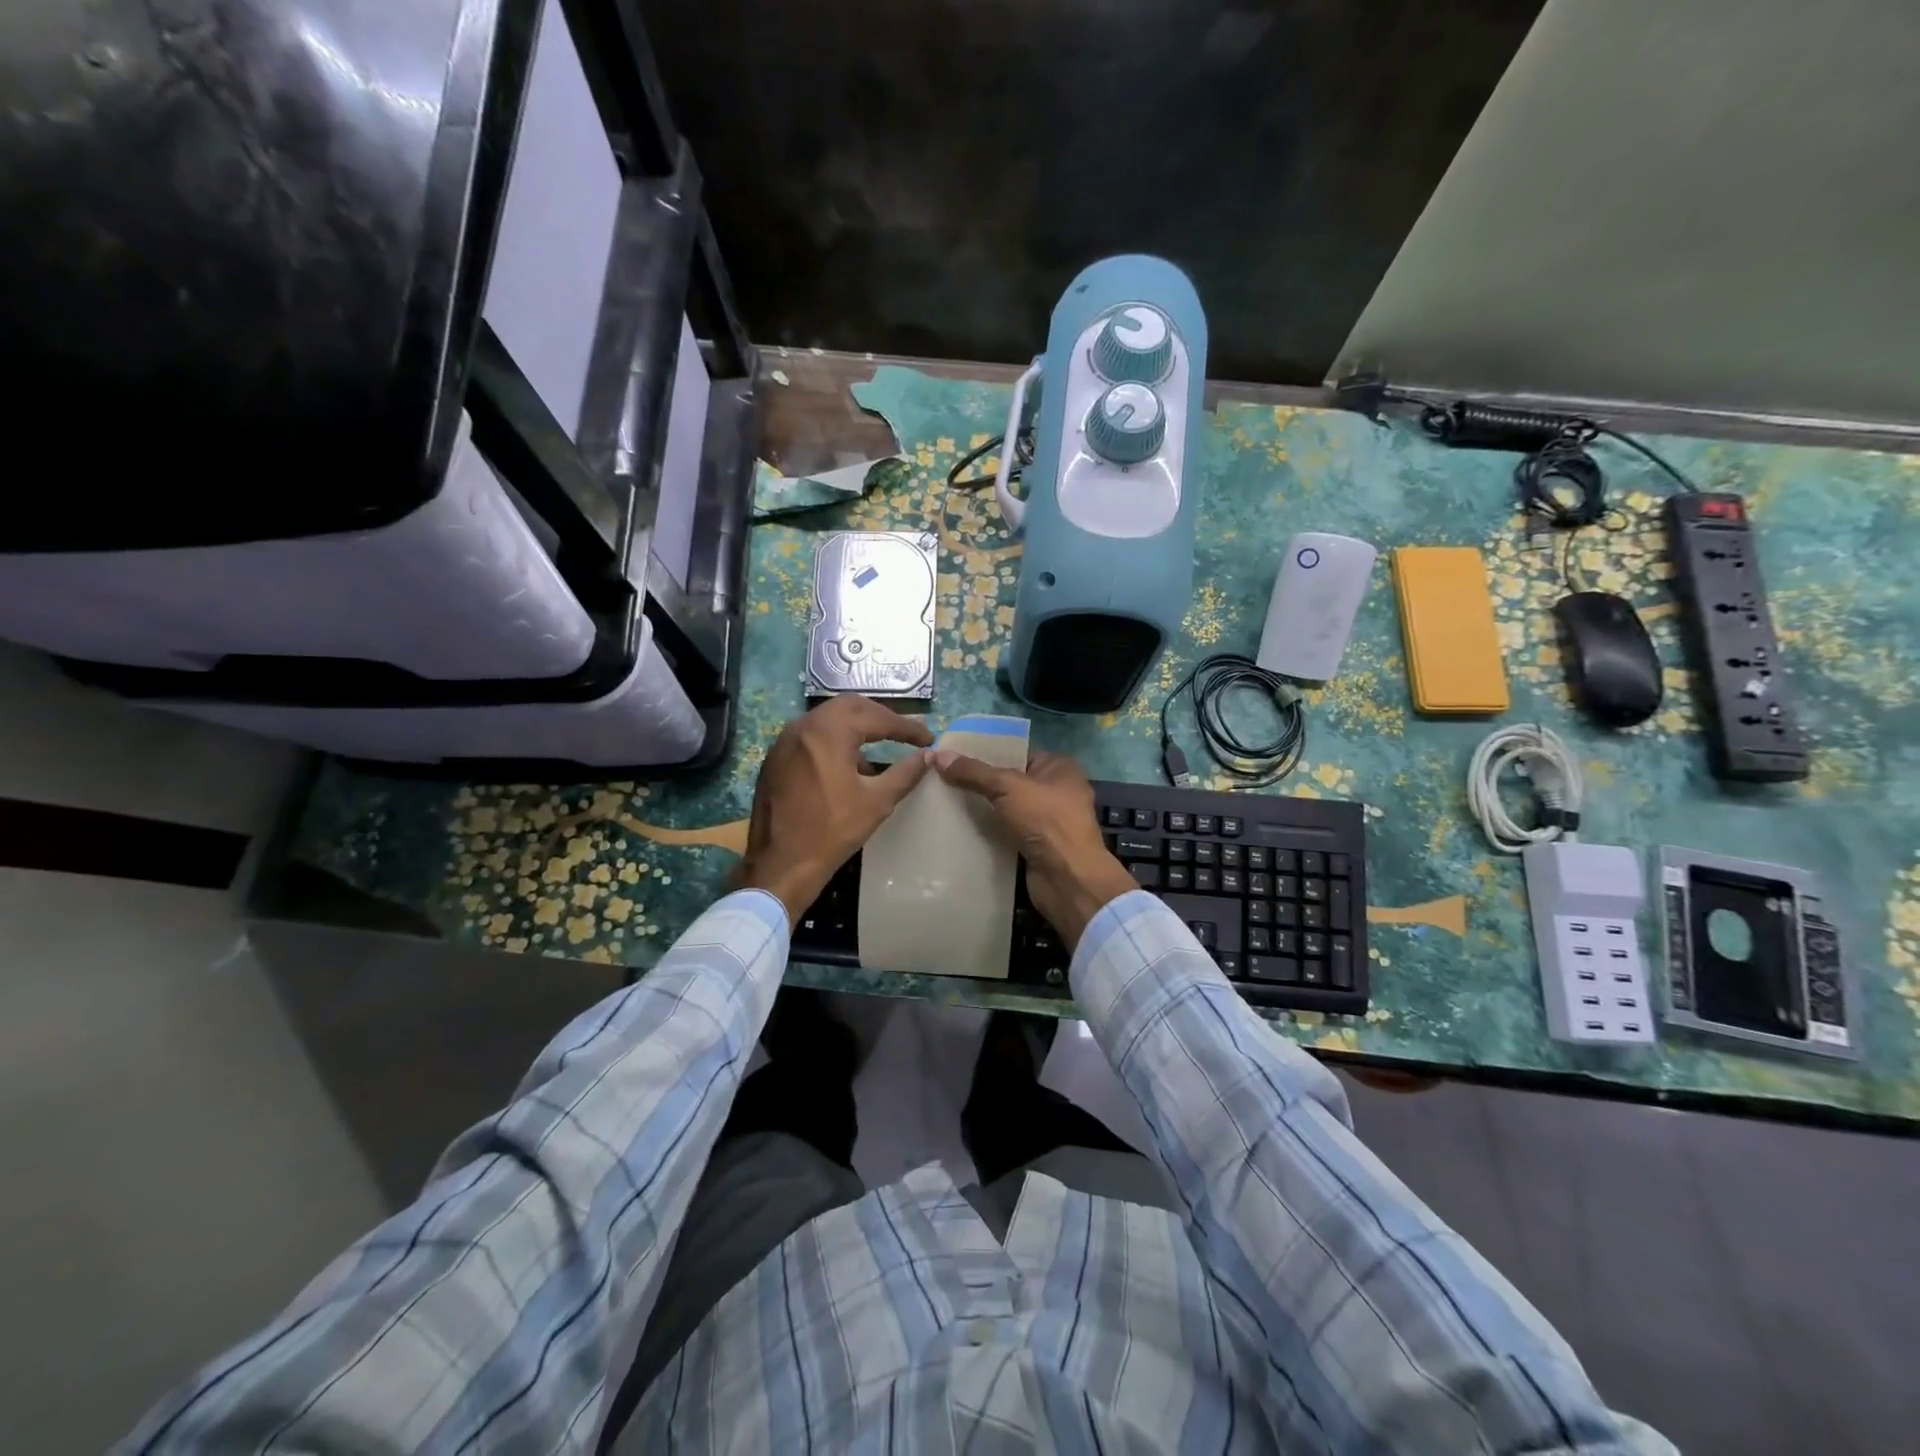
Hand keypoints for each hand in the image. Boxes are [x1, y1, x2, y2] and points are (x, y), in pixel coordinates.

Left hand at [737, 696, 934, 921]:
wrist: (780, 865)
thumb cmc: (832, 832)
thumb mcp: (877, 802)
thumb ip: (905, 773)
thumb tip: (927, 756)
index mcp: (828, 732)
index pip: (876, 717)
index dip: (906, 727)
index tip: (928, 738)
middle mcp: (803, 726)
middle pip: (850, 706)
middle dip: (880, 717)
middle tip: (904, 733)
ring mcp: (784, 741)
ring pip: (828, 719)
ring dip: (856, 727)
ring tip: (879, 748)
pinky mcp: (775, 759)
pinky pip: (811, 736)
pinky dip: (834, 741)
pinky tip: (848, 766)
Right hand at [931, 749, 1137, 948]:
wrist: (1066, 878)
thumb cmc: (1045, 820)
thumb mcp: (1007, 786)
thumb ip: (974, 772)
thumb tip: (940, 755)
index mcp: (1060, 768)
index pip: (1018, 754)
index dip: (988, 755)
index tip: (956, 758)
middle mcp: (1059, 791)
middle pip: (1012, 782)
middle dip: (982, 783)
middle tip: (946, 780)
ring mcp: (1050, 821)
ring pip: (1009, 808)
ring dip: (985, 809)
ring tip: (948, 802)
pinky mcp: (1039, 847)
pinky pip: (1009, 832)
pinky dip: (990, 831)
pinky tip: (962, 828)